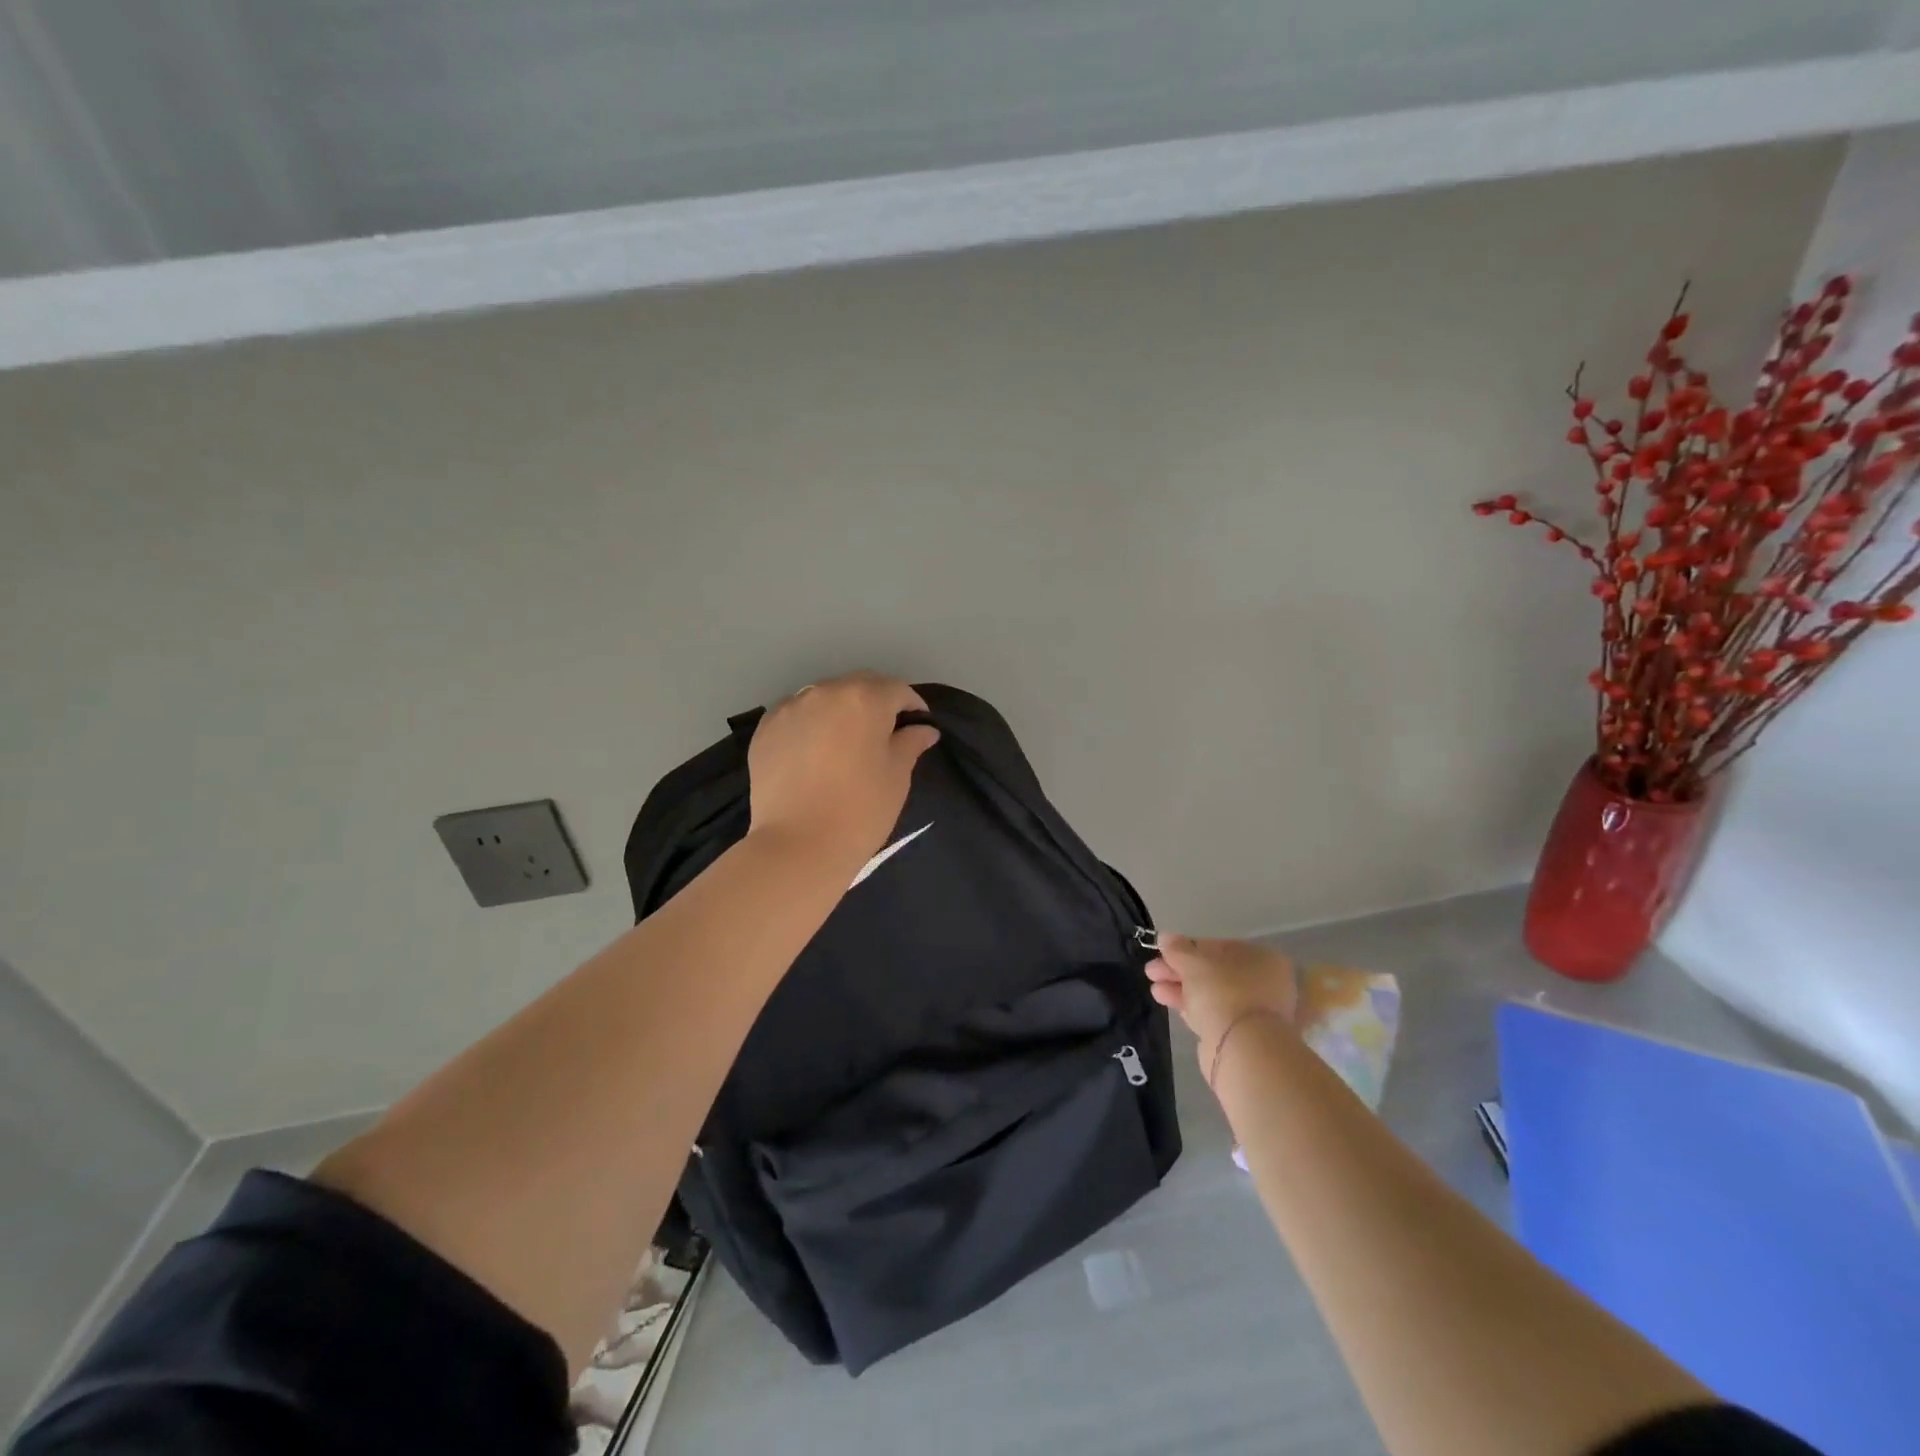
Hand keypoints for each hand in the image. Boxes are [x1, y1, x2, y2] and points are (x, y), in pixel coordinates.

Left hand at [747, 672, 939, 864]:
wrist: (798, 845)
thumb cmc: (860, 810)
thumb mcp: (897, 776)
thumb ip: (910, 743)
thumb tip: (924, 728)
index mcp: (865, 699)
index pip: (897, 690)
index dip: (912, 706)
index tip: (918, 726)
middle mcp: (825, 692)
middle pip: (858, 687)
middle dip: (875, 703)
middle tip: (884, 733)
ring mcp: (790, 708)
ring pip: (824, 698)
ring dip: (840, 711)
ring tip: (846, 741)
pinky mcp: (765, 729)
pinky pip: (796, 715)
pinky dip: (810, 724)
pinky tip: (814, 751)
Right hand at [1145, 935, 1297, 1078]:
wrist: (1243, 1050)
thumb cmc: (1223, 992)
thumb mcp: (1193, 962)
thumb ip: (1177, 949)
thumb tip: (1164, 937)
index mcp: (1261, 958)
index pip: (1218, 947)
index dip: (1187, 948)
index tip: (1163, 953)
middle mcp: (1263, 983)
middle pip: (1213, 972)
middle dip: (1180, 970)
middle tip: (1151, 972)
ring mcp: (1254, 1011)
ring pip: (1210, 994)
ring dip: (1181, 989)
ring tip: (1154, 990)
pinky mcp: (1241, 1035)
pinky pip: (1211, 1013)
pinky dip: (1190, 1007)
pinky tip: (1168, 1002)